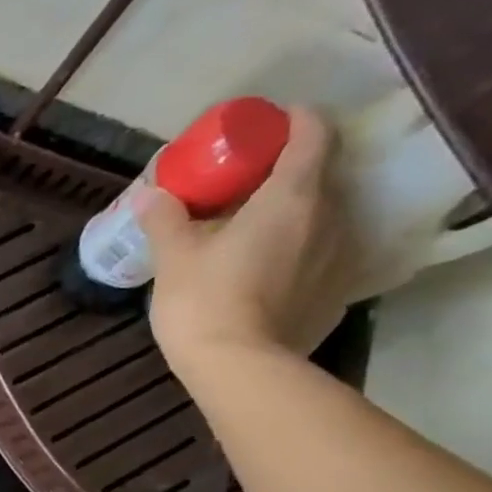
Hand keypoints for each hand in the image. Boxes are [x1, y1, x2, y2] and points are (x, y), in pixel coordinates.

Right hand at [143, 105, 351, 373]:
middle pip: (319, 175)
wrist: (239, 370)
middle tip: (244, 187)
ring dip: (293, 216)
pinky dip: (297, 253)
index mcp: (292, 196)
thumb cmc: (205, 302)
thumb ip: (165, 219)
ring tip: (252, 232)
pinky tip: (265, 272)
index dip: (293, 122)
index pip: (313, 133)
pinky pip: (320, 257)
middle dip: (285, 173)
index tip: (264, 129)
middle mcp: (331, 217)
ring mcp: (340, 258)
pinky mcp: (336, 294)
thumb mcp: (173, 257)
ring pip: (322, 218)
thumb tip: (150, 195)